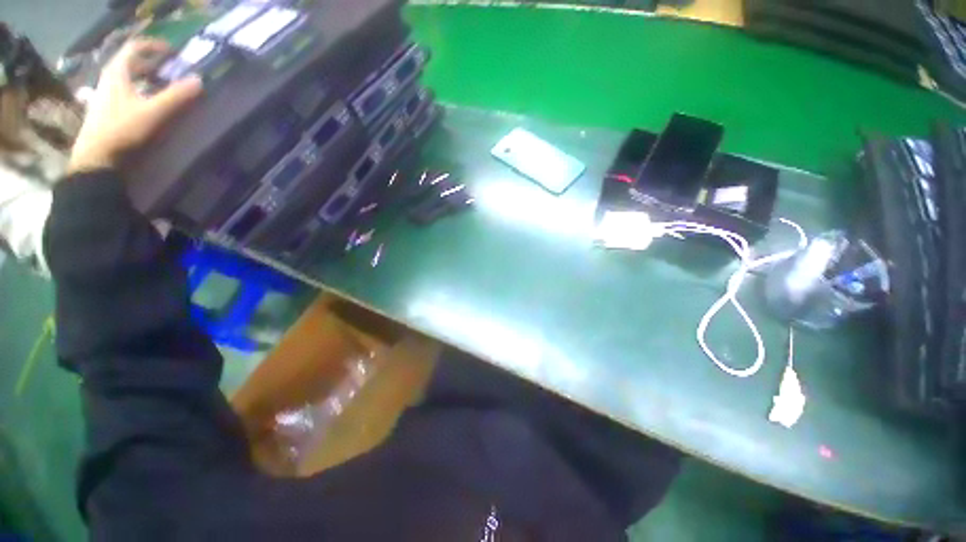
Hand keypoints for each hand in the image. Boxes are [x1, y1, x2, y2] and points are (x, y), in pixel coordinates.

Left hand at [69, 38, 202, 172]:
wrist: (95, 156)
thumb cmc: (121, 129)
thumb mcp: (152, 112)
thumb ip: (176, 96)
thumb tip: (199, 81)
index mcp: (117, 72)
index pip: (135, 48)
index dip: (154, 45)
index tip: (173, 51)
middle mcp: (109, 78)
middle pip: (130, 61)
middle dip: (152, 61)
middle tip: (171, 68)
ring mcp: (105, 93)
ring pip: (127, 76)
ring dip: (145, 76)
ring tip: (161, 84)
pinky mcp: (105, 107)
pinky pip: (124, 89)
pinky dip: (138, 88)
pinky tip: (146, 100)